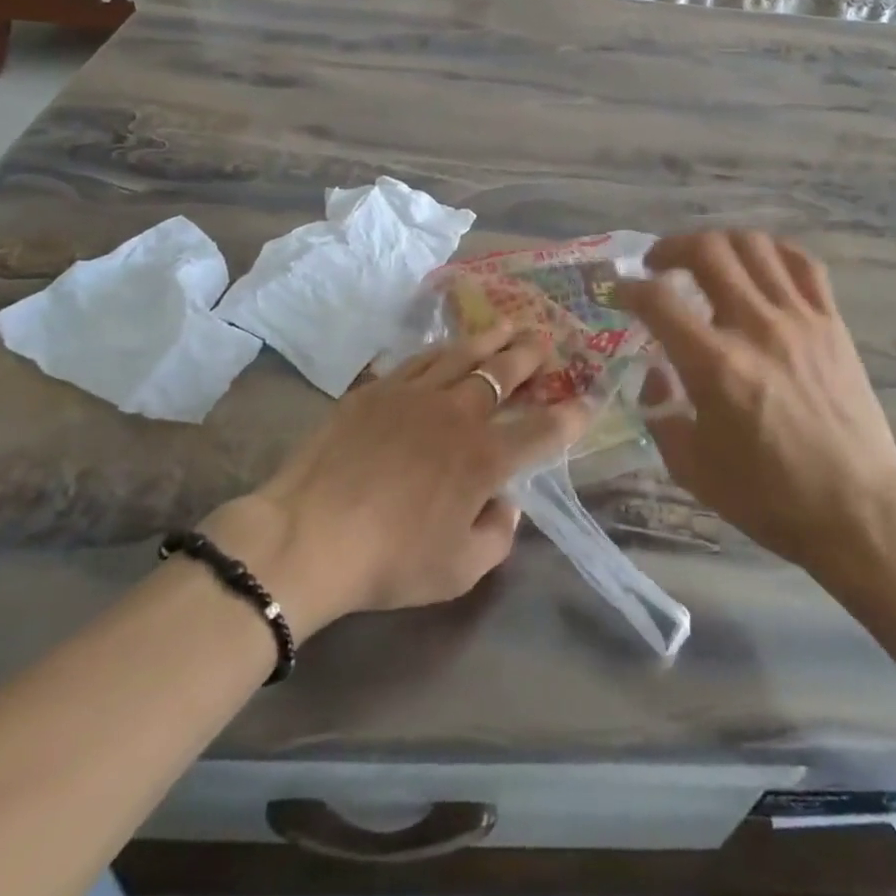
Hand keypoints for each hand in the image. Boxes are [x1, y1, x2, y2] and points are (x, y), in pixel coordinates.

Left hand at [202, 323, 583, 641]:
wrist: (309, 535)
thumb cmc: (389, 560)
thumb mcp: (458, 571)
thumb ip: (496, 536)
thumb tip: (507, 505)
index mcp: (485, 458)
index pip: (541, 431)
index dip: (569, 416)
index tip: (585, 402)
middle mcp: (458, 414)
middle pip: (504, 374)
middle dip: (530, 355)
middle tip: (545, 339)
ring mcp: (415, 394)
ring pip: (463, 355)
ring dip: (490, 339)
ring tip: (507, 324)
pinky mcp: (377, 389)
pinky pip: (419, 360)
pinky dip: (442, 350)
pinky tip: (447, 346)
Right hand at [618, 231, 895, 572]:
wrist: (856, 508)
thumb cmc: (769, 497)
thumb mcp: (692, 468)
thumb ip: (660, 414)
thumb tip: (656, 374)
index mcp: (715, 365)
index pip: (659, 300)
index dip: (629, 288)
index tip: (619, 292)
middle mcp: (755, 327)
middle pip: (707, 251)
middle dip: (670, 248)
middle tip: (657, 265)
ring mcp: (799, 319)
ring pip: (754, 246)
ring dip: (718, 242)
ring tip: (705, 259)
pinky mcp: (831, 322)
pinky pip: (803, 264)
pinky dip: (774, 252)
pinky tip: (759, 264)